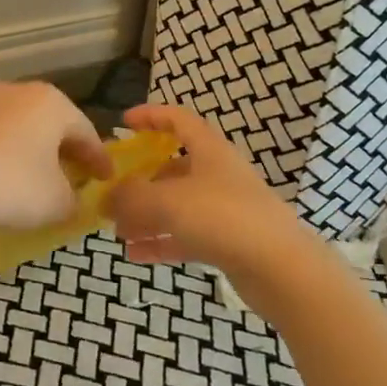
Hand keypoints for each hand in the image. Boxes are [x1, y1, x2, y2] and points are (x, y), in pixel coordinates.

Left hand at [0, 82, 108, 237]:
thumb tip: (72, 201)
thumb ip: (73, 201)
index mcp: (52, 103)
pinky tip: (3, 178)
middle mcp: (20, 92)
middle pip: (53, 124)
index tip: (107, 180)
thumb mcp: (56, 202)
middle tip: (77, 176)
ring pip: (21, 128)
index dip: (99, 160)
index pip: (86, 132)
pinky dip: (6, 155)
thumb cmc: (11, 185)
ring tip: (39, 178)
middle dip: (66, 151)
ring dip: (34, 152)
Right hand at [109, 103, 312, 282]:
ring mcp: (225, 210)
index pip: (179, 120)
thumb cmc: (223, 218)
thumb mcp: (167, 201)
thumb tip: (106, 198)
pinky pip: (186, 235)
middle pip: (174, 167)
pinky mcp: (228, 242)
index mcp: (210, 151)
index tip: (124, 123)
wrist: (280, 268)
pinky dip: (161, 241)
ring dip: (146, 215)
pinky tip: (135, 254)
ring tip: (117, 230)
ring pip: (177, 205)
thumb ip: (131, 197)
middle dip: (141, 180)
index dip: (152, 116)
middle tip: (112, 193)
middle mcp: (218, 175)